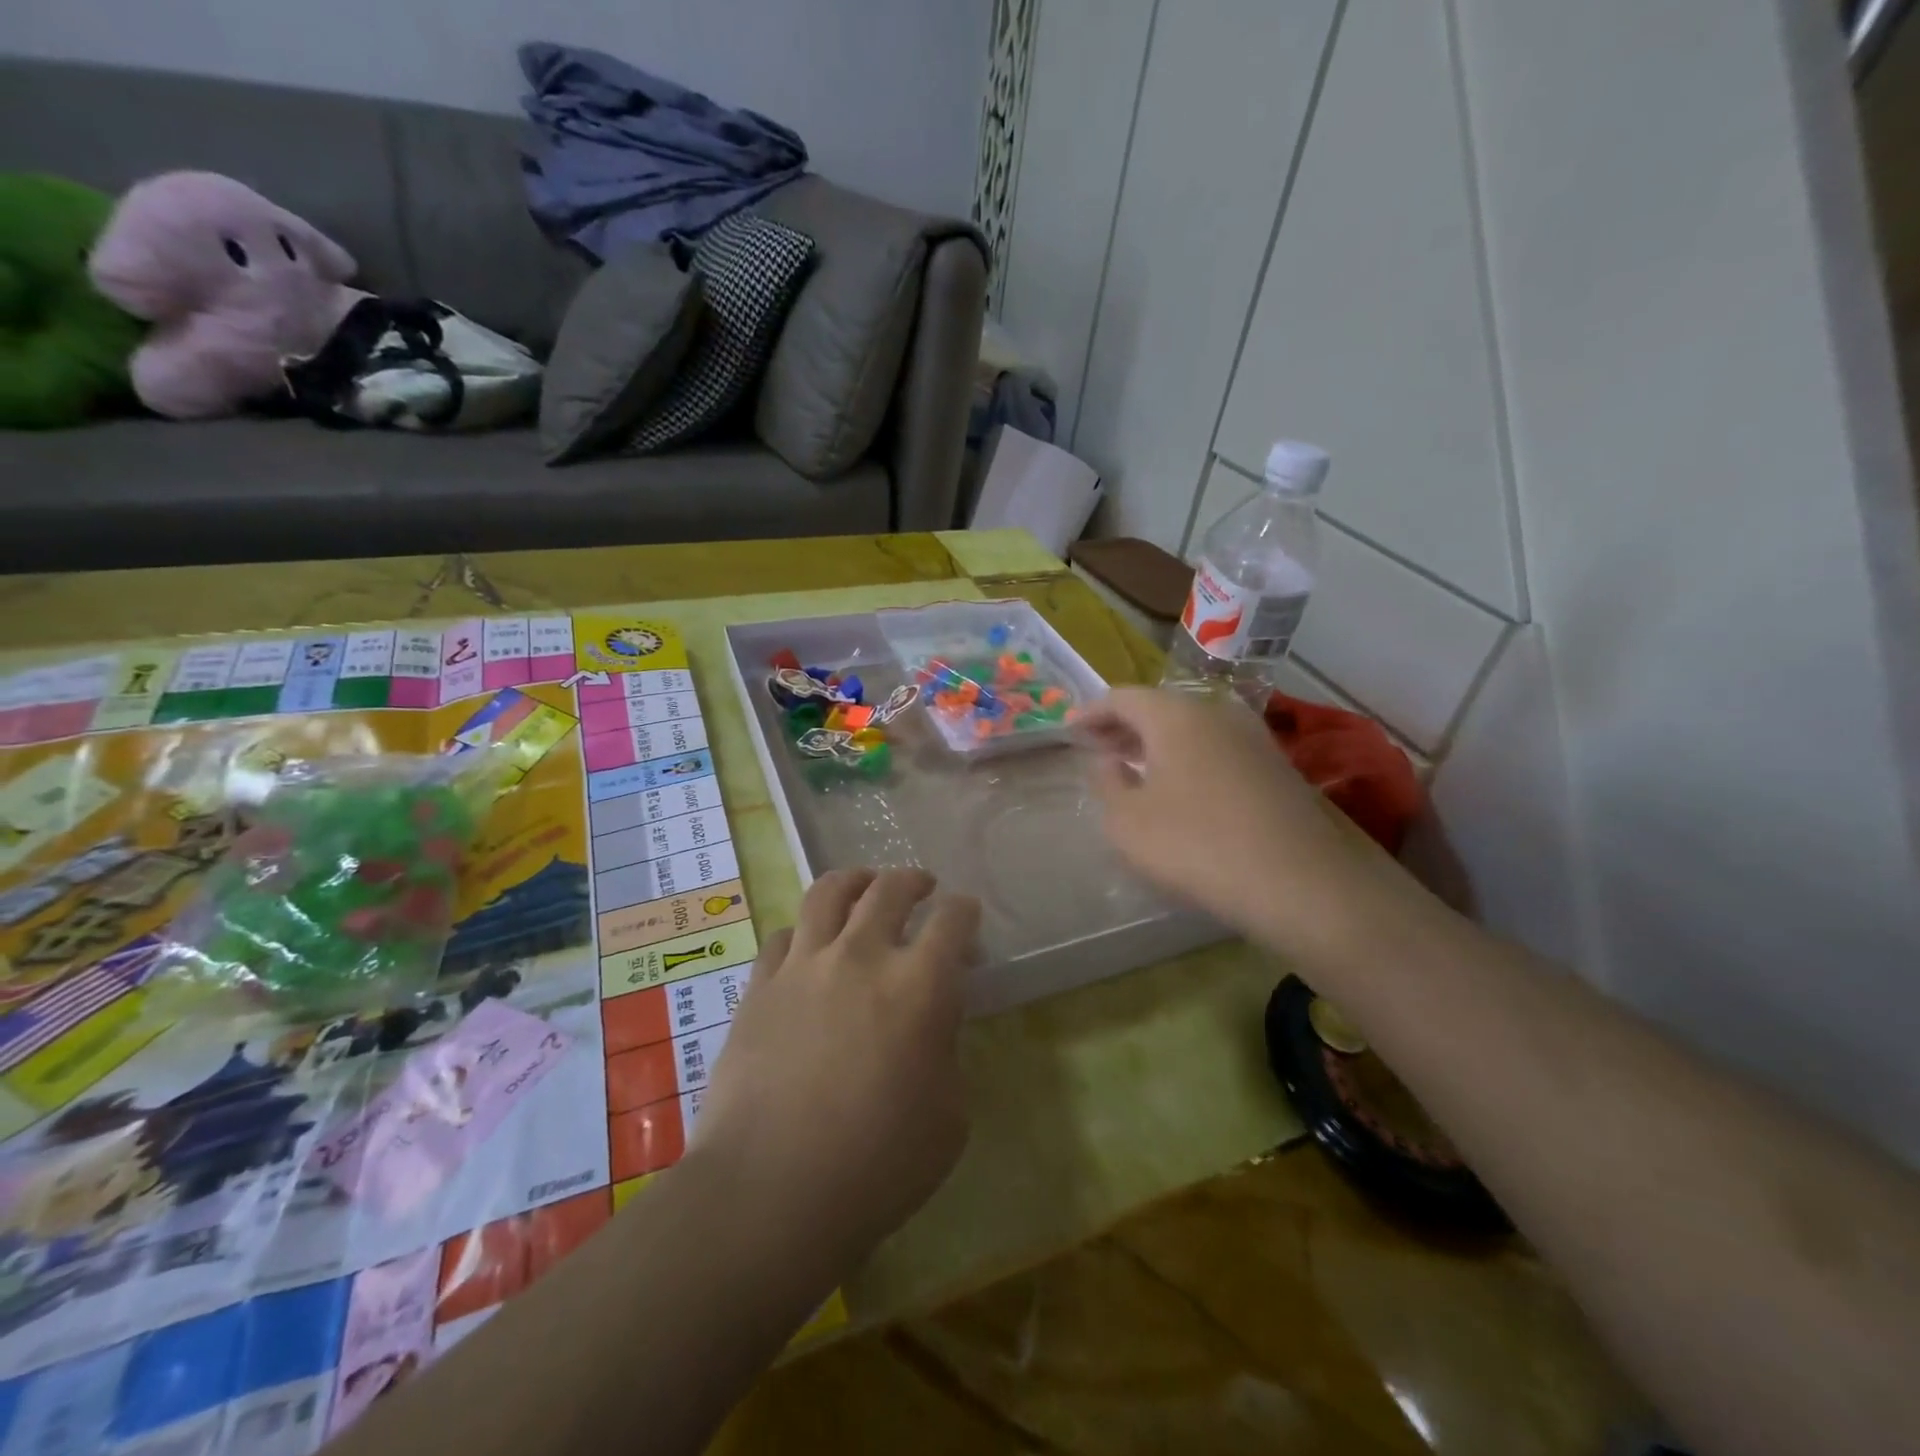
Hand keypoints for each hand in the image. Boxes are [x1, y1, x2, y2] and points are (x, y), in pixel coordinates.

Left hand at [691, 868, 981, 1276]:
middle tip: (921, 887)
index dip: (965, 911)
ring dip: (856, 881)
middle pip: (890, 888)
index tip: (967, 916)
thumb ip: (947, 1052)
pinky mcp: (760, 985)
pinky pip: (783, 935)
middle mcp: (862, 955)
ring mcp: (804, 964)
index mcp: (919, 984)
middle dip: (913, 880)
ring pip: (829, 892)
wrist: (770, 1191)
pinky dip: (803, 931)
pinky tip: (807, 945)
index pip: (952, 919)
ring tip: (864, 886)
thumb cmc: (877, 1165)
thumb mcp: (949, 1116)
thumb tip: (932, 1023)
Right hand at [1080, 687, 1407, 956]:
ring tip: (1134, 767)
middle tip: (1097, 747)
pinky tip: (1181, 788)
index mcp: (1174, 715)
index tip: (1071, 730)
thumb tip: (1110, 761)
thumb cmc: (1196, 844)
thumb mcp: (1127, 822)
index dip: (1091, 712)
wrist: (1300, 882)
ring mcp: (1252, 738)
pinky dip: (1188, 758)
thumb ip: (1108, 784)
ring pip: (1191, 728)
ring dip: (1157, 743)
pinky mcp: (1276, 767)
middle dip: (1123, 726)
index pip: (1121, 697)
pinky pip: (1217, 749)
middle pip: (1159, 708)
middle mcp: (1216, 713)